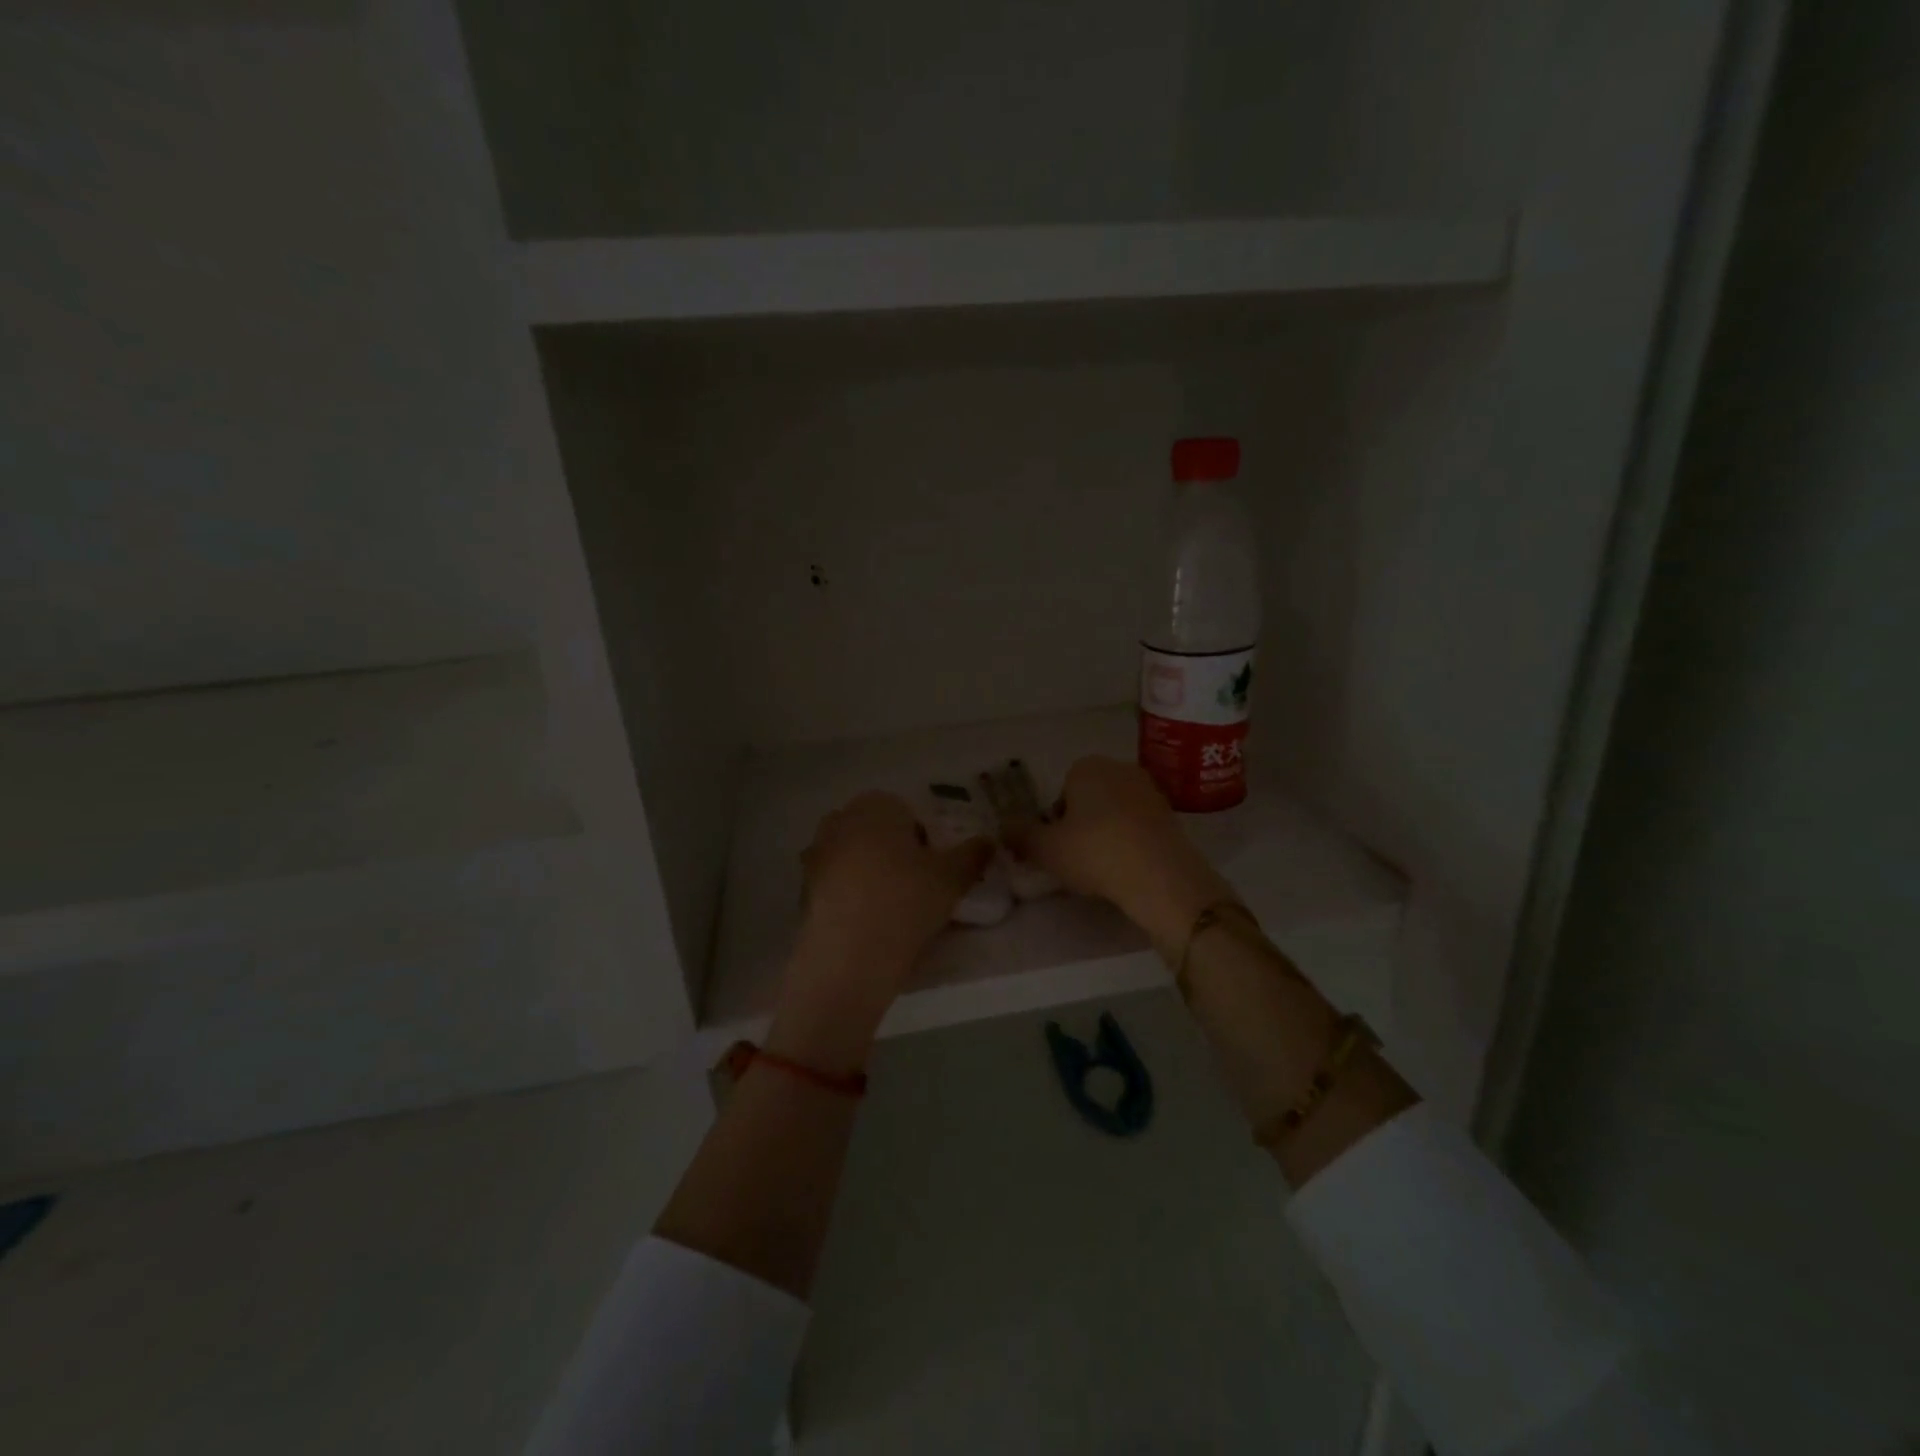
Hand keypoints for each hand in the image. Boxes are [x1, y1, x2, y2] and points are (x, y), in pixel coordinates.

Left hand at [769, 793, 992, 1070]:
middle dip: (894, 852)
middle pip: (877, 832)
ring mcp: (816, 853)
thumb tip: (989, 841)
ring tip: (892, 908)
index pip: (908, 812)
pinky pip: (836, 883)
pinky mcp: (803, 887)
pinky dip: (850, 894)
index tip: (933, 869)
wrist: (848, 958)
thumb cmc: (905, 903)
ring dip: (870, 873)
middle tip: (916, 887)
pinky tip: (867, 923)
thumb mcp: (952, 879)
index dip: (924, 840)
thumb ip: (973, 854)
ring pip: (855, 856)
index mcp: (876, 806)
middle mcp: (841, 820)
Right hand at [1008, 757, 1234, 954]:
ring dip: (1107, 833)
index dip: (1056, 821)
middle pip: (1090, 799)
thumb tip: (1003, 827)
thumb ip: (1020, 835)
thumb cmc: (1094, 852)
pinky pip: (1139, 826)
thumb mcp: (1045, 849)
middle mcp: (1120, 769)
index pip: (1062, 791)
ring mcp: (1150, 790)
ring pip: (1116, 812)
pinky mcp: (1171, 815)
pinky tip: (1128, 868)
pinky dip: (1131, 842)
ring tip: (1104, 868)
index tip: (1058, 847)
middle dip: (1082, 824)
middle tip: (1078, 858)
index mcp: (1086, 766)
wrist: (1160, 875)